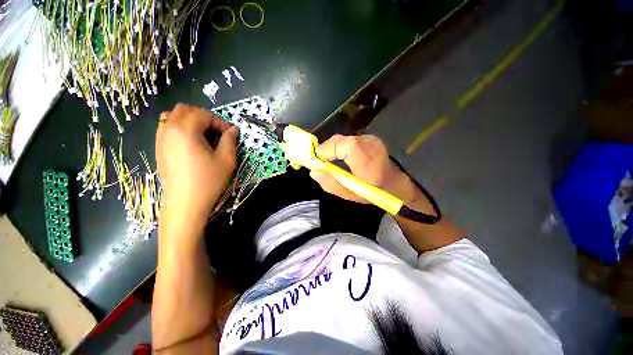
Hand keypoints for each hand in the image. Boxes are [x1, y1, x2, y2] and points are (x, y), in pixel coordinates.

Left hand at [156, 103, 237, 229]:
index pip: (203, 114)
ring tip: (202, 134)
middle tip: (215, 130)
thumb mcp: (226, 160)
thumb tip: (233, 129)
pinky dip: (178, 127)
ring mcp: (160, 139)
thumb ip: (230, 140)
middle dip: (202, 116)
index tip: (229, 133)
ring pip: (171, 116)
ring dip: (188, 120)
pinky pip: (166, 128)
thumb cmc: (209, 180)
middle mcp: (169, 130)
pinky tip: (190, 142)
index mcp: (186, 131)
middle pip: (184, 109)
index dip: (219, 121)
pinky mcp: (158, 148)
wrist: (186, 202)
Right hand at [310, 134, 414, 203]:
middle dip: (328, 149)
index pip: (341, 144)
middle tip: (324, 162)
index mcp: (365, 158)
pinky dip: (343, 147)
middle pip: (340, 140)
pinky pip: (350, 139)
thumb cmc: (372, 191)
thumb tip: (313, 170)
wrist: (393, 183)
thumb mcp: (349, 194)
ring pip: (344, 139)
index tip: (319, 161)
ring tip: (335, 161)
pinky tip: (346, 157)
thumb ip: (330, 183)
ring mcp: (371, 139)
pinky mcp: (371, 138)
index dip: (326, 150)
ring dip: (335, 148)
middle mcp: (369, 144)